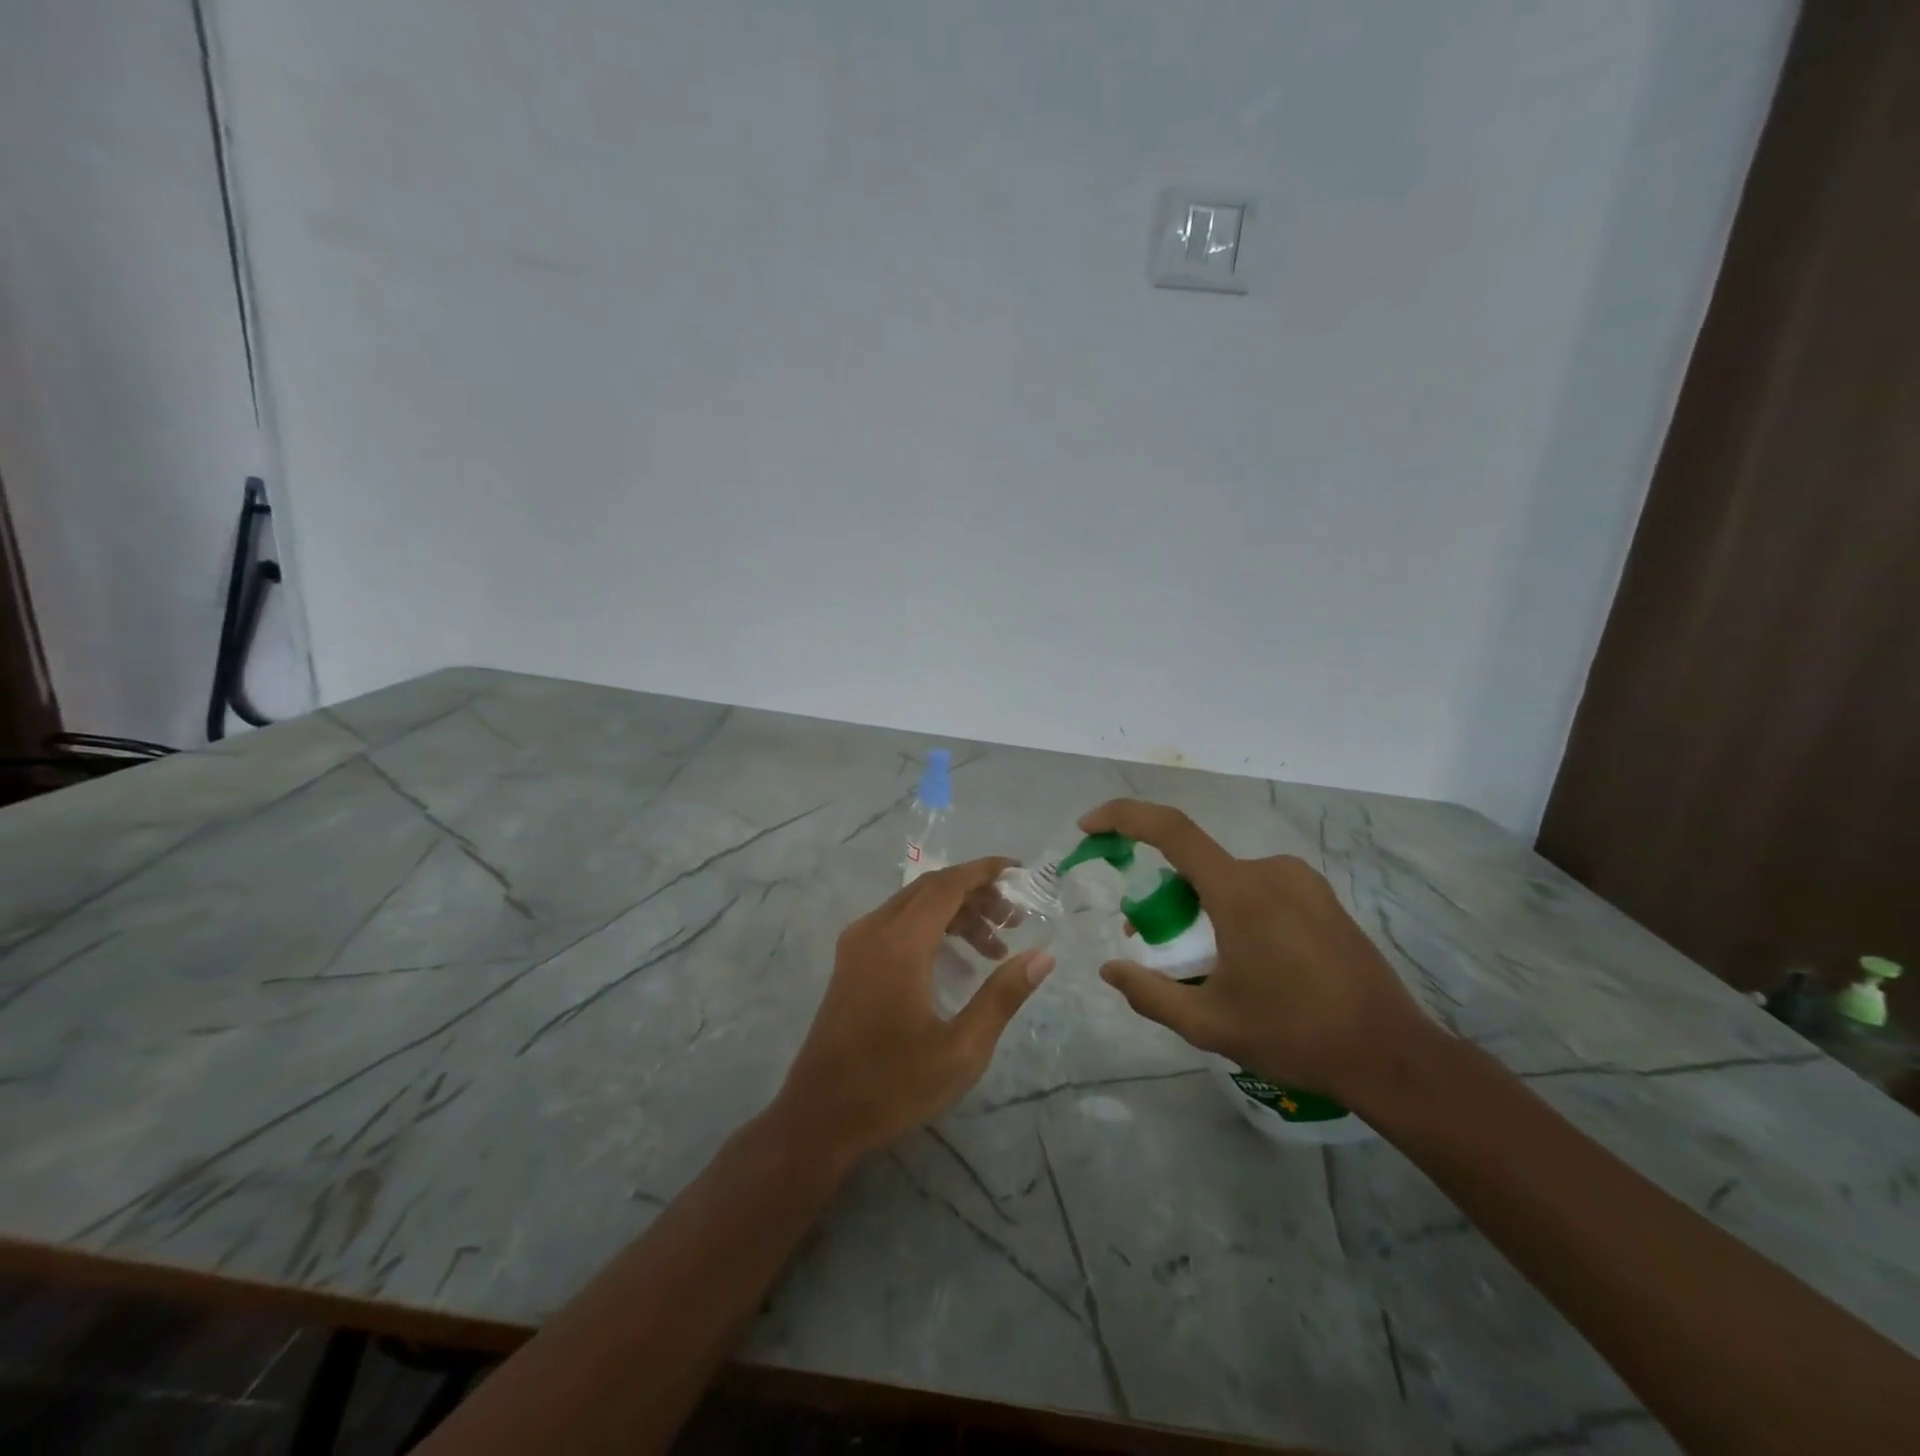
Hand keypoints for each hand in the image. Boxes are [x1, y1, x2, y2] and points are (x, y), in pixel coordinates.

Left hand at [774, 858, 1054, 1163]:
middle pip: (930, 889)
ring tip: (995, 947)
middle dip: (976, 894)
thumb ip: (1003, 996)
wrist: (818, 1118)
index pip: (948, 884)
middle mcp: (873, 930)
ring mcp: (856, 945)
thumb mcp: (961, 1050)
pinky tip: (956, 962)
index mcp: (899, 943)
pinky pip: (896, 925)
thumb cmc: (893, 1086)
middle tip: (1015, 919)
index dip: (985, 871)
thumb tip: (1042, 956)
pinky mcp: (850, 963)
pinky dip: (931, 928)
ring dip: (955, 914)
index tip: (1020, 872)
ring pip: (913, 906)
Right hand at [1081, 800, 1429, 1103]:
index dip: (1123, 817)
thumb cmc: (1294, 1036)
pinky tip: (1248, 960)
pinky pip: (1258, 888)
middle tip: (1154, 944)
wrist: (1390, 1054)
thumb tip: (1110, 970)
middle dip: (1164, 896)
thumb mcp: (1209, 1024)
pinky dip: (1233, 909)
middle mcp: (1269, 871)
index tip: (1089, 827)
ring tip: (1206, 964)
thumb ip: (1150, 994)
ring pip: (1227, 880)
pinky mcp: (1321, 896)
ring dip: (1201, 907)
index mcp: (1239, 892)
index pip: (1170, 830)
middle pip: (1196, 866)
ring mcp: (1301, 880)